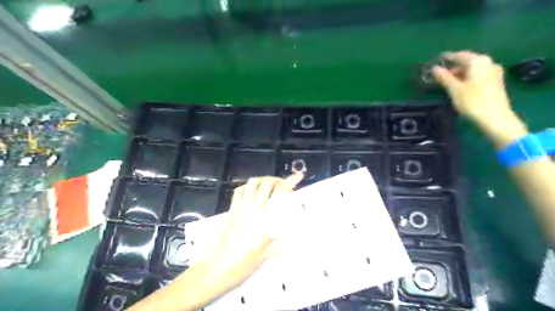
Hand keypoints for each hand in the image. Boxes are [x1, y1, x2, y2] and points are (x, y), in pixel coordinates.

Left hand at [126, 175, 302, 310]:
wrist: (215, 268)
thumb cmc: (242, 264)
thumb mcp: (265, 256)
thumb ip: (278, 242)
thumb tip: (288, 234)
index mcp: (264, 219)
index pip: (279, 193)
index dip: (290, 181)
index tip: (298, 176)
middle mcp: (252, 208)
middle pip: (266, 183)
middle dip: (277, 179)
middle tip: (284, 184)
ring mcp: (239, 207)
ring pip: (252, 183)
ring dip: (263, 180)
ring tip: (270, 186)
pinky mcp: (230, 209)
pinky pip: (239, 191)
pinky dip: (248, 186)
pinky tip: (252, 192)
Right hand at [434, 50, 510, 120]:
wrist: (495, 117)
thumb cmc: (472, 101)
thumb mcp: (454, 89)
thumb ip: (444, 77)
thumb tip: (434, 68)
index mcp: (477, 62)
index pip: (460, 55)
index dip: (447, 58)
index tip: (436, 61)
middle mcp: (488, 63)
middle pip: (468, 61)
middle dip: (453, 66)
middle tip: (439, 74)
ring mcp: (494, 72)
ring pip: (473, 68)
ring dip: (460, 73)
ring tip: (448, 81)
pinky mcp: (496, 82)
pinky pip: (478, 74)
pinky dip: (468, 77)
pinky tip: (460, 86)